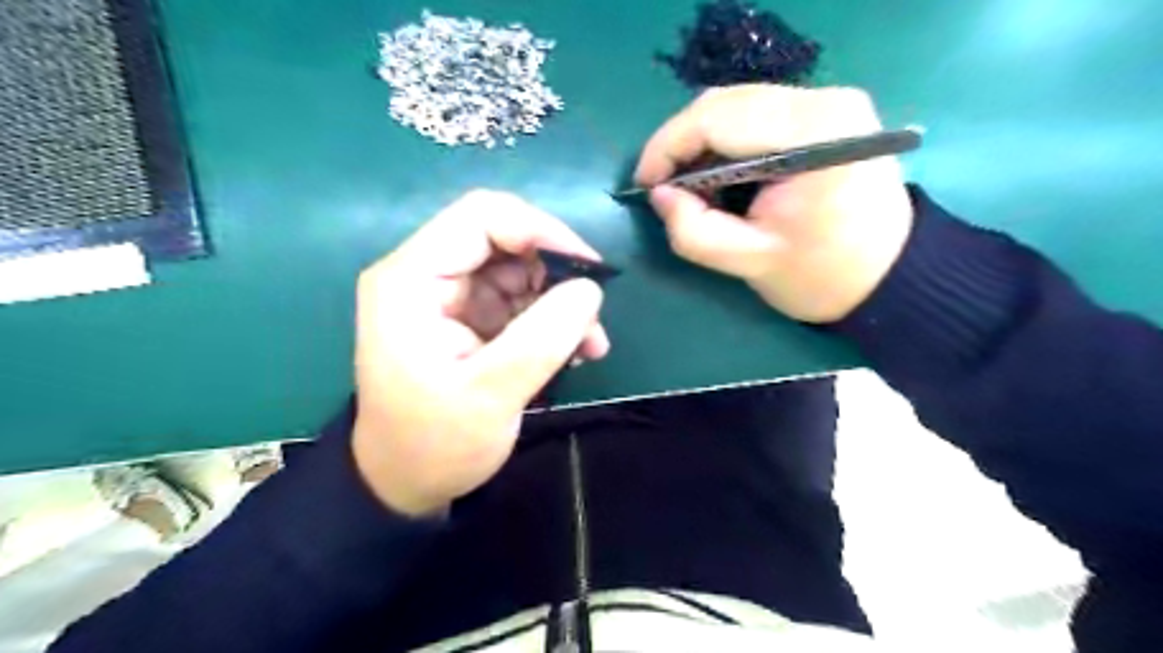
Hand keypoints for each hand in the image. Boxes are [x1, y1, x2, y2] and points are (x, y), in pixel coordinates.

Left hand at [351, 192, 610, 516]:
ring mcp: (447, 295)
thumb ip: (543, 338)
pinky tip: (572, 350)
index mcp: (411, 280)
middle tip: (592, 318)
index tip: (589, 269)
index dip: (540, 230)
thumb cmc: (435, 444)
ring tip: (589, 344)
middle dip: (556, 273)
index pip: (481, 217)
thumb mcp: (491, 395)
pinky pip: (518, 298)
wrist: (405, 482)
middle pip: (503, 239)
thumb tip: (591, 288)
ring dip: (559, 300)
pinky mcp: (466, 316)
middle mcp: (425, 275)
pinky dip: (549, 318)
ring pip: (518, 269)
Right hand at [635, 85, 917, 323]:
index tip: (645, 184)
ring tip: (686, 184)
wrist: (889, 275)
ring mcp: (829, 100)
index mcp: (814, 134)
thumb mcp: (750, 264)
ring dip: (700, 141)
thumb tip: (660, 195)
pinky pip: (755, 112)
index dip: (667, 147)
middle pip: (724, 102)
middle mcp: (825, 100)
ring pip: (736, 103)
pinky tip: (716, 173)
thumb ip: (694, 232)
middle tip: (661, 187)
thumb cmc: (823, 276)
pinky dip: (724, 140)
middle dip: (680, 144)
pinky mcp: (826, 111)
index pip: (717, 118)